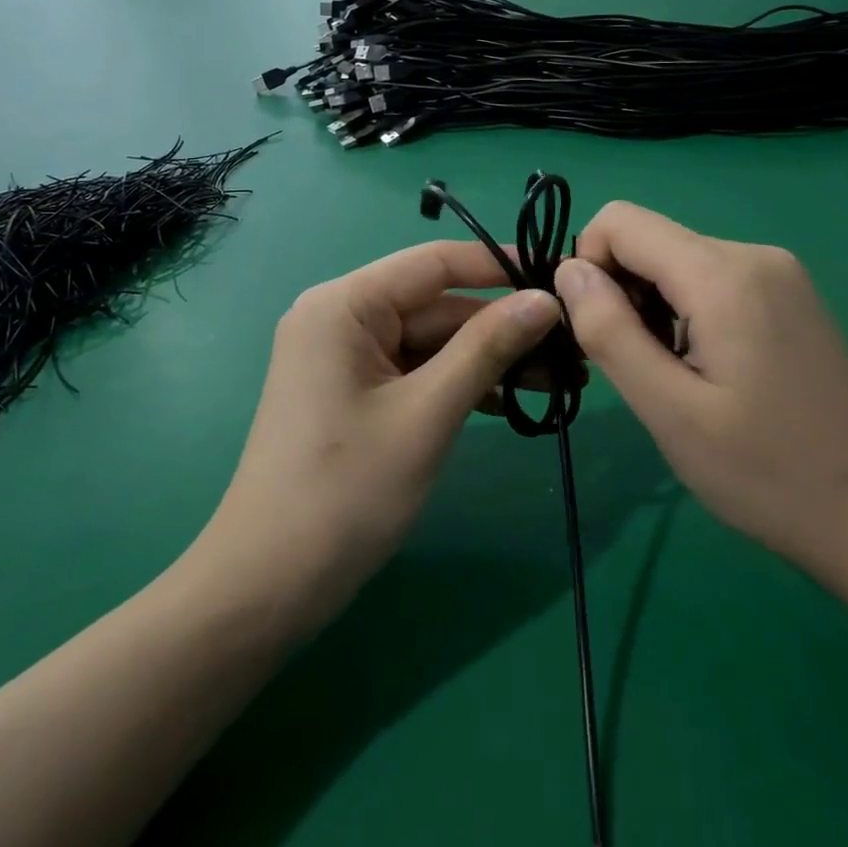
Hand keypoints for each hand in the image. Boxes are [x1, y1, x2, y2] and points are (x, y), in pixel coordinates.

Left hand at [202, 242, 560, 627]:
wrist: (270, 584)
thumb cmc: (347, 491)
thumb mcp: (427, 413)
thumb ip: (487, 347)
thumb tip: (546, 299)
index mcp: (345, 304)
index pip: (436, 262)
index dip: (502, 265)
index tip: (564, 275)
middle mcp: (342, 317)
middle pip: (439, 305)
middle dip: (505, 326)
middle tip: (576, 349)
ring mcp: (347, 357)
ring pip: (434, 341)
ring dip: (491, 358)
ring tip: (562, 378)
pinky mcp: (356, 392)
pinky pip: (418, 371)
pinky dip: (461, 382)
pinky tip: (511, 399)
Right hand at [554, 203, 847, 585]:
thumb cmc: (764, 473)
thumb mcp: (668, 410)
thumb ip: (609, 330)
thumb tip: (568, 270)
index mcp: (724, 274)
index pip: (619, 222)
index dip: (588, 267)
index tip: (597, 332)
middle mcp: (753, 254)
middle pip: (649, 240)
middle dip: (621, 292)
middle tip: (636, 367)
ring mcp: (778, 273)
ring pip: (677, 260)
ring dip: (653, 307)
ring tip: (673, 377)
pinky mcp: (789, 295)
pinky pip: (710, 279)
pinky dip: (686, 312)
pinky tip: (706, 370)